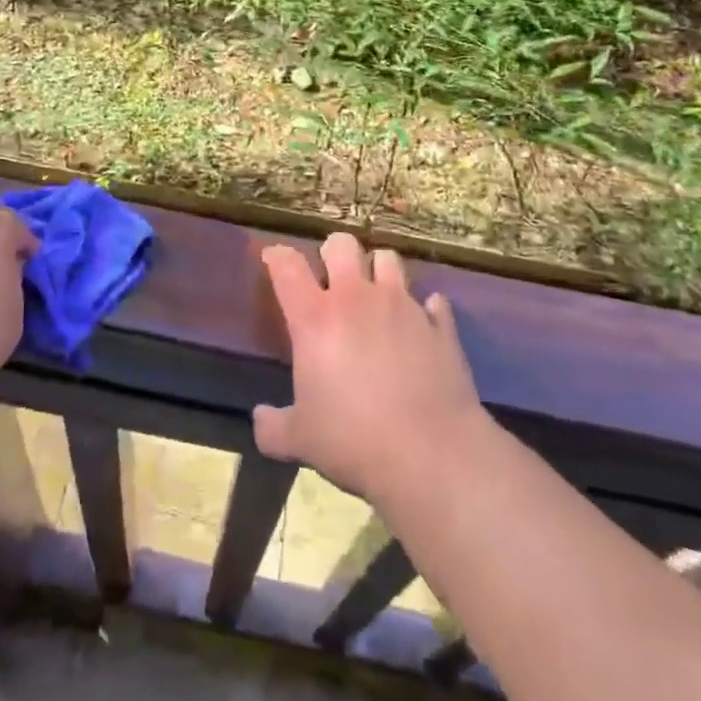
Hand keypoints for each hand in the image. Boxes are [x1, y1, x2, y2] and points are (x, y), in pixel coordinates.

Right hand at [253, 233, 487, 506]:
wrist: (431, 455)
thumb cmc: (354, 440)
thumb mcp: (300, 440)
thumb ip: (273, 426)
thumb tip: (260, 419)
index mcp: (315, 318)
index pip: (287, 265)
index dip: (276, 256)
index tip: (272, 259)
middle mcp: (357, 298)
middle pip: (343, 244)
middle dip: (334, 252)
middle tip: (331, 277)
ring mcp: (403, 307)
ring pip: (389, 259)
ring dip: (379, 270)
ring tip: (376, 293)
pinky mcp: (440, 326)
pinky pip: (434, 301)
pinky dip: (426, 309)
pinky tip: (421, 327)